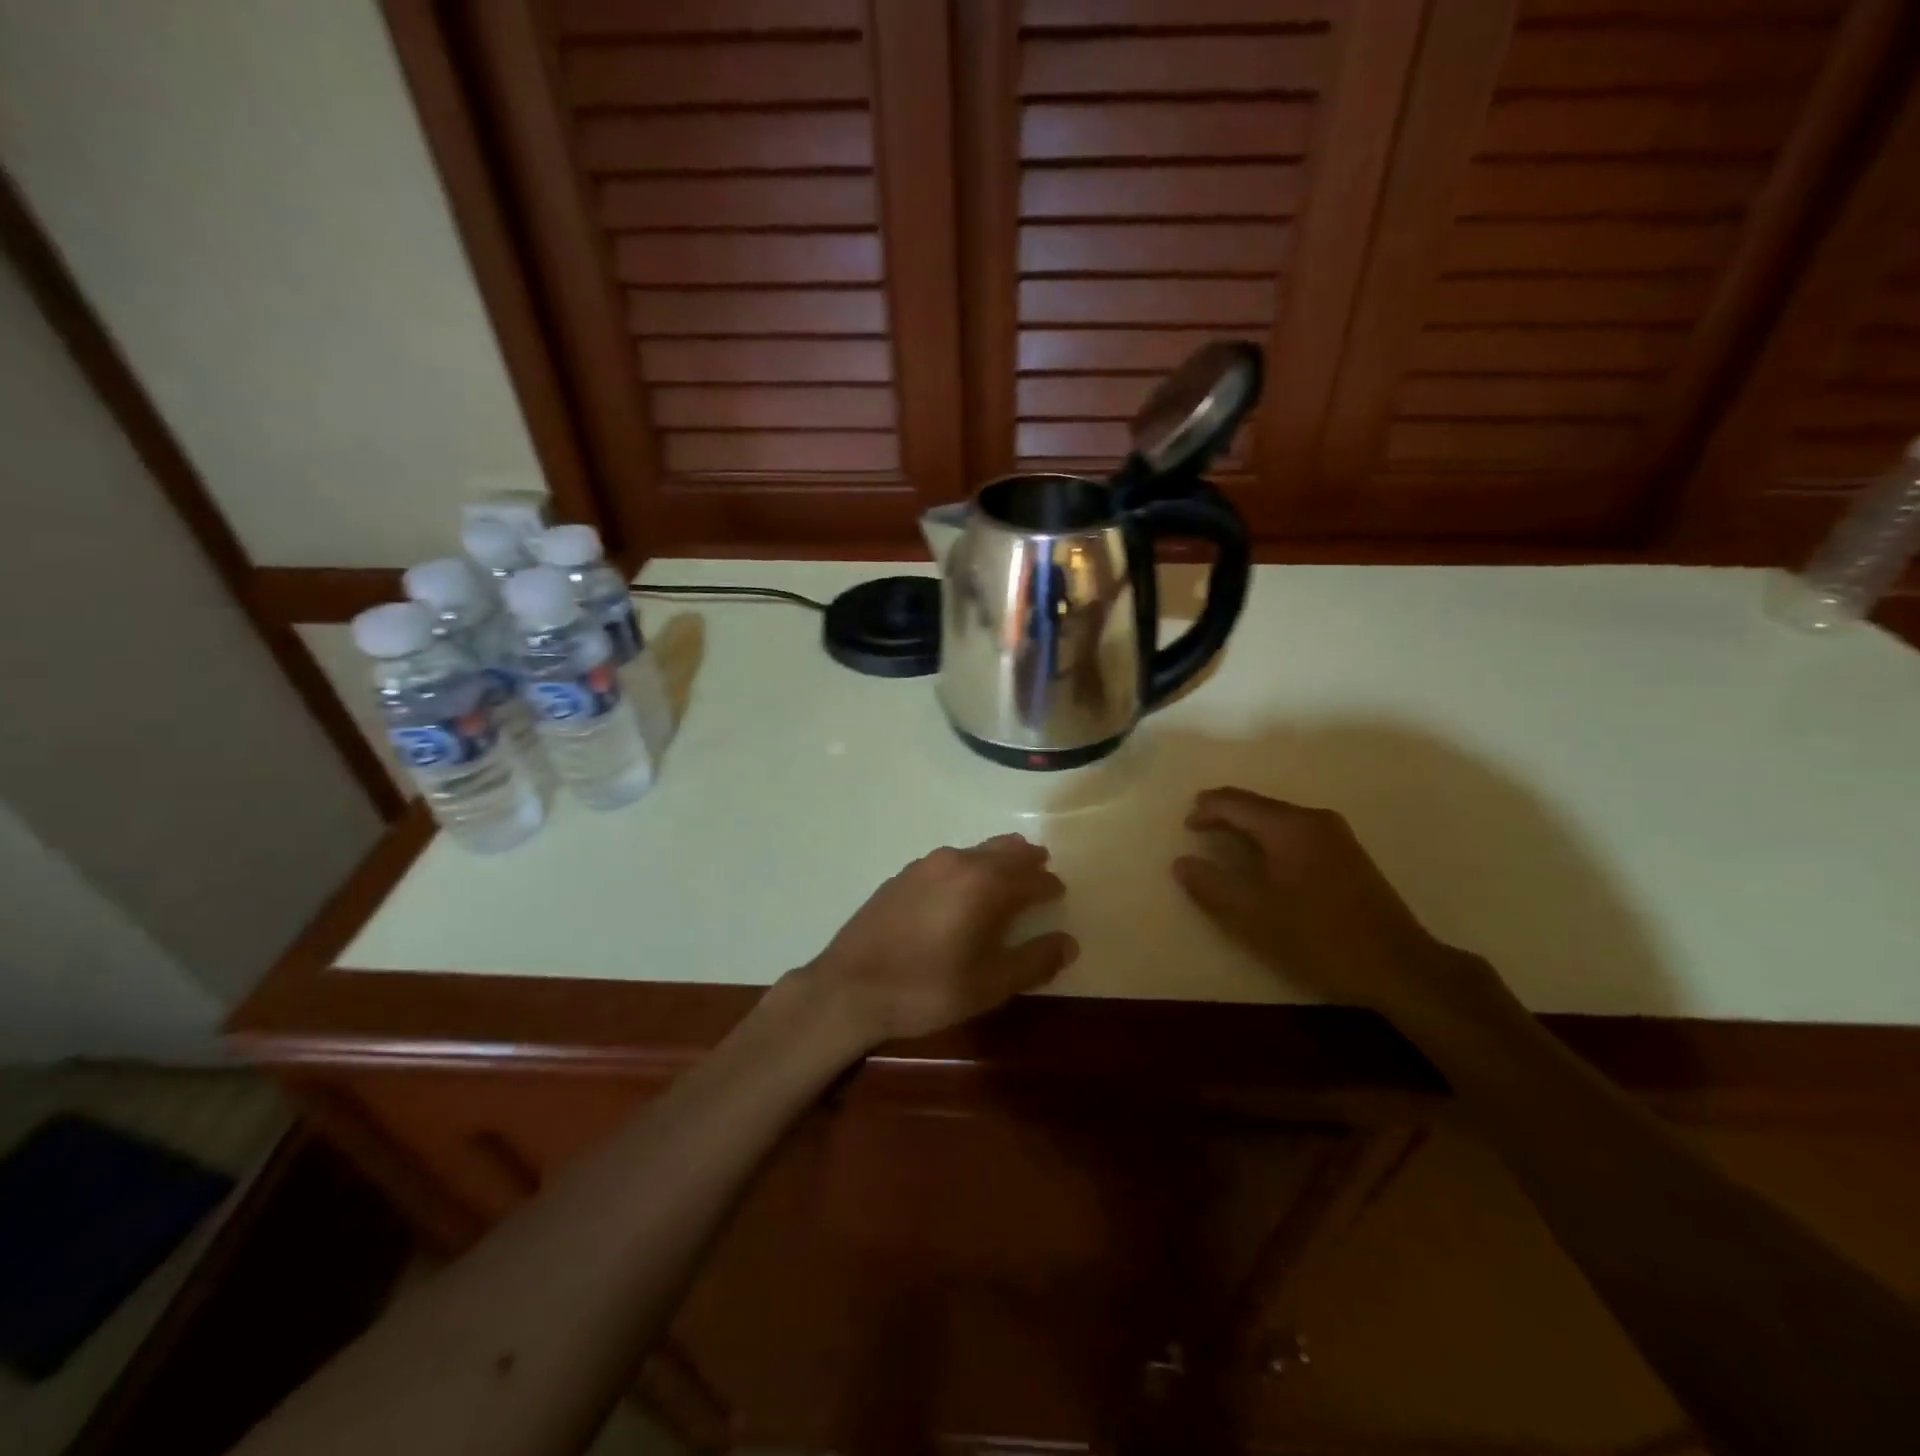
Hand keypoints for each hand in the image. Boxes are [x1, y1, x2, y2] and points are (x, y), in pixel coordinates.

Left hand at [803, 835, 1077, 1047]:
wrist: (850, 987)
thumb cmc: (928, 987)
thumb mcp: (990, 984)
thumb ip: (1034, 961)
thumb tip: (1069, 943)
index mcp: (984, 884)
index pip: (1030, 877)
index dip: (1049, 885)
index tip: (1059, 891)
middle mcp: (957, 863)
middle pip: (1003, 851)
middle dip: (1026, 860)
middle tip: (1040, 868)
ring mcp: (925, 866)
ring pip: (973, 851)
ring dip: (996, 859)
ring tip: (1006, 873)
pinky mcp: (901, 876)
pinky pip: (948, 861)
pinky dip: (967, 867)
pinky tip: (961, 888)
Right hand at [1172, 787, 1486, 1021]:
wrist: (1399, 966)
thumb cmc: (1318, 938)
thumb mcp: (1253, 916)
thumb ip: (1211, 886)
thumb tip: (1182, 862)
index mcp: (1288, 827)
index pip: (1235, 803)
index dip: (1205, 810)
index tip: (1184, 826)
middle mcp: (1313, 819)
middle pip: (1258, 805)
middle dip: (1225, 813)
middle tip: (1198, 827)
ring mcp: (1336, 835)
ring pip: (1278, 818)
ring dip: (1248, 825)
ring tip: (1224, 841)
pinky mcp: (1348, 854)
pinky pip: (1296, 831)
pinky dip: (1270, 836)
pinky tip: (1264, 858)